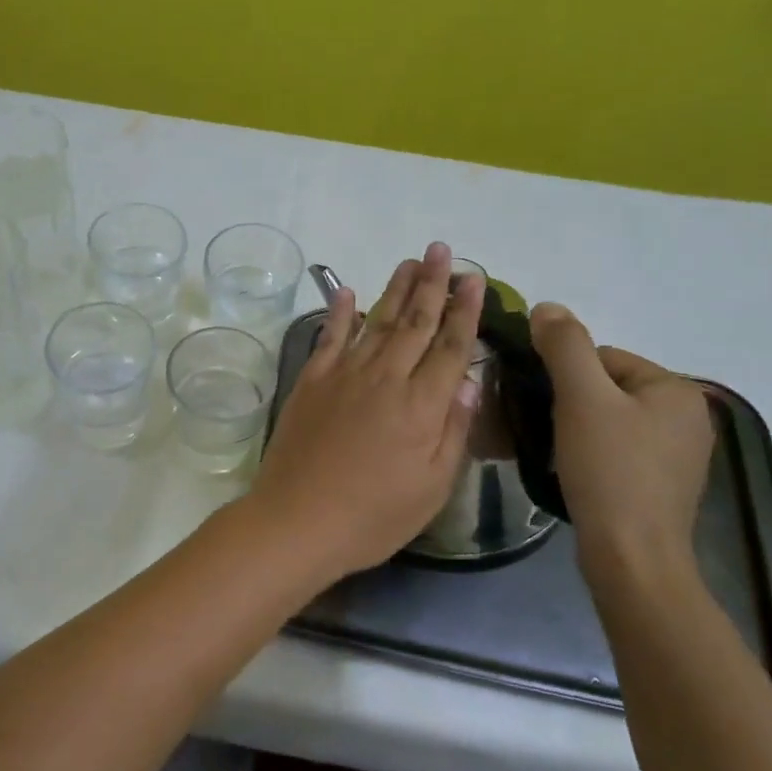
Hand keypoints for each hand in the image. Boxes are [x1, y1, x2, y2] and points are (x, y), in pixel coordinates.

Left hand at [246, 243, 483, 584]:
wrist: (297, 520)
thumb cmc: (373, 515)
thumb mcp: (432, 487)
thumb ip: (454, 431)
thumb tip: (471, 383)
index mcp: (421, 405)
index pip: (452, 346)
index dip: (465, 311)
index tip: (474, 279)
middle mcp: (385, 378)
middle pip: (416, 322)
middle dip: (433, 284)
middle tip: (442, 250)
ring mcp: (344, 375)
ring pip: (377, 321)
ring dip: (395, 289)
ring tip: (410, 261)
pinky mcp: (311, 382)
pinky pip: (329, 337)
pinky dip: (340, 312)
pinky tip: (347, 291)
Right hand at [528, 303, 713, 579]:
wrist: (632, 557)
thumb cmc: (609, 470)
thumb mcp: (581, 398)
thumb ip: (564, 346)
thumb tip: (547, 307)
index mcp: (677, 389)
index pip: (604, 358)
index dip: (565, 378)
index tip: (546, 407)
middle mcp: (689, 417)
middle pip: (607, 389)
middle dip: (571, 404)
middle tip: (547, 431)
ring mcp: (681, 455)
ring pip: (611, 422)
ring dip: (578, 430)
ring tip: (558, 454)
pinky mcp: (665, 486)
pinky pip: (620, 451)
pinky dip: (594, 456)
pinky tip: (578, 475)